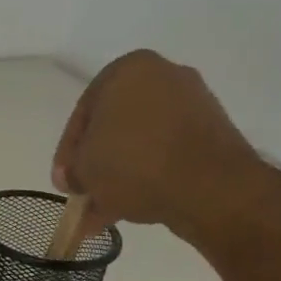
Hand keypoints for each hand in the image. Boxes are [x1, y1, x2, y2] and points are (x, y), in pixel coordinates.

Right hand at [52, 49, 260, 242]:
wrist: (213, 189)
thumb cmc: (134, 162)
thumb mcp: (83, 168)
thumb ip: (72, 169)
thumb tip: (75, 179)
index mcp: (129, 69)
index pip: (84, 112)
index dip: (68, 152)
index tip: (64, 181)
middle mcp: (165, 76)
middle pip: (114, 126)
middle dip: (97, 162)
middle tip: (83, 191)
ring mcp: (195, 105)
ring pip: (141, 142)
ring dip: (120, 175)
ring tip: (103, 211)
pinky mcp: (215, 135)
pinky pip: (169, 153)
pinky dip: (149, 176)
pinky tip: (131, 207)